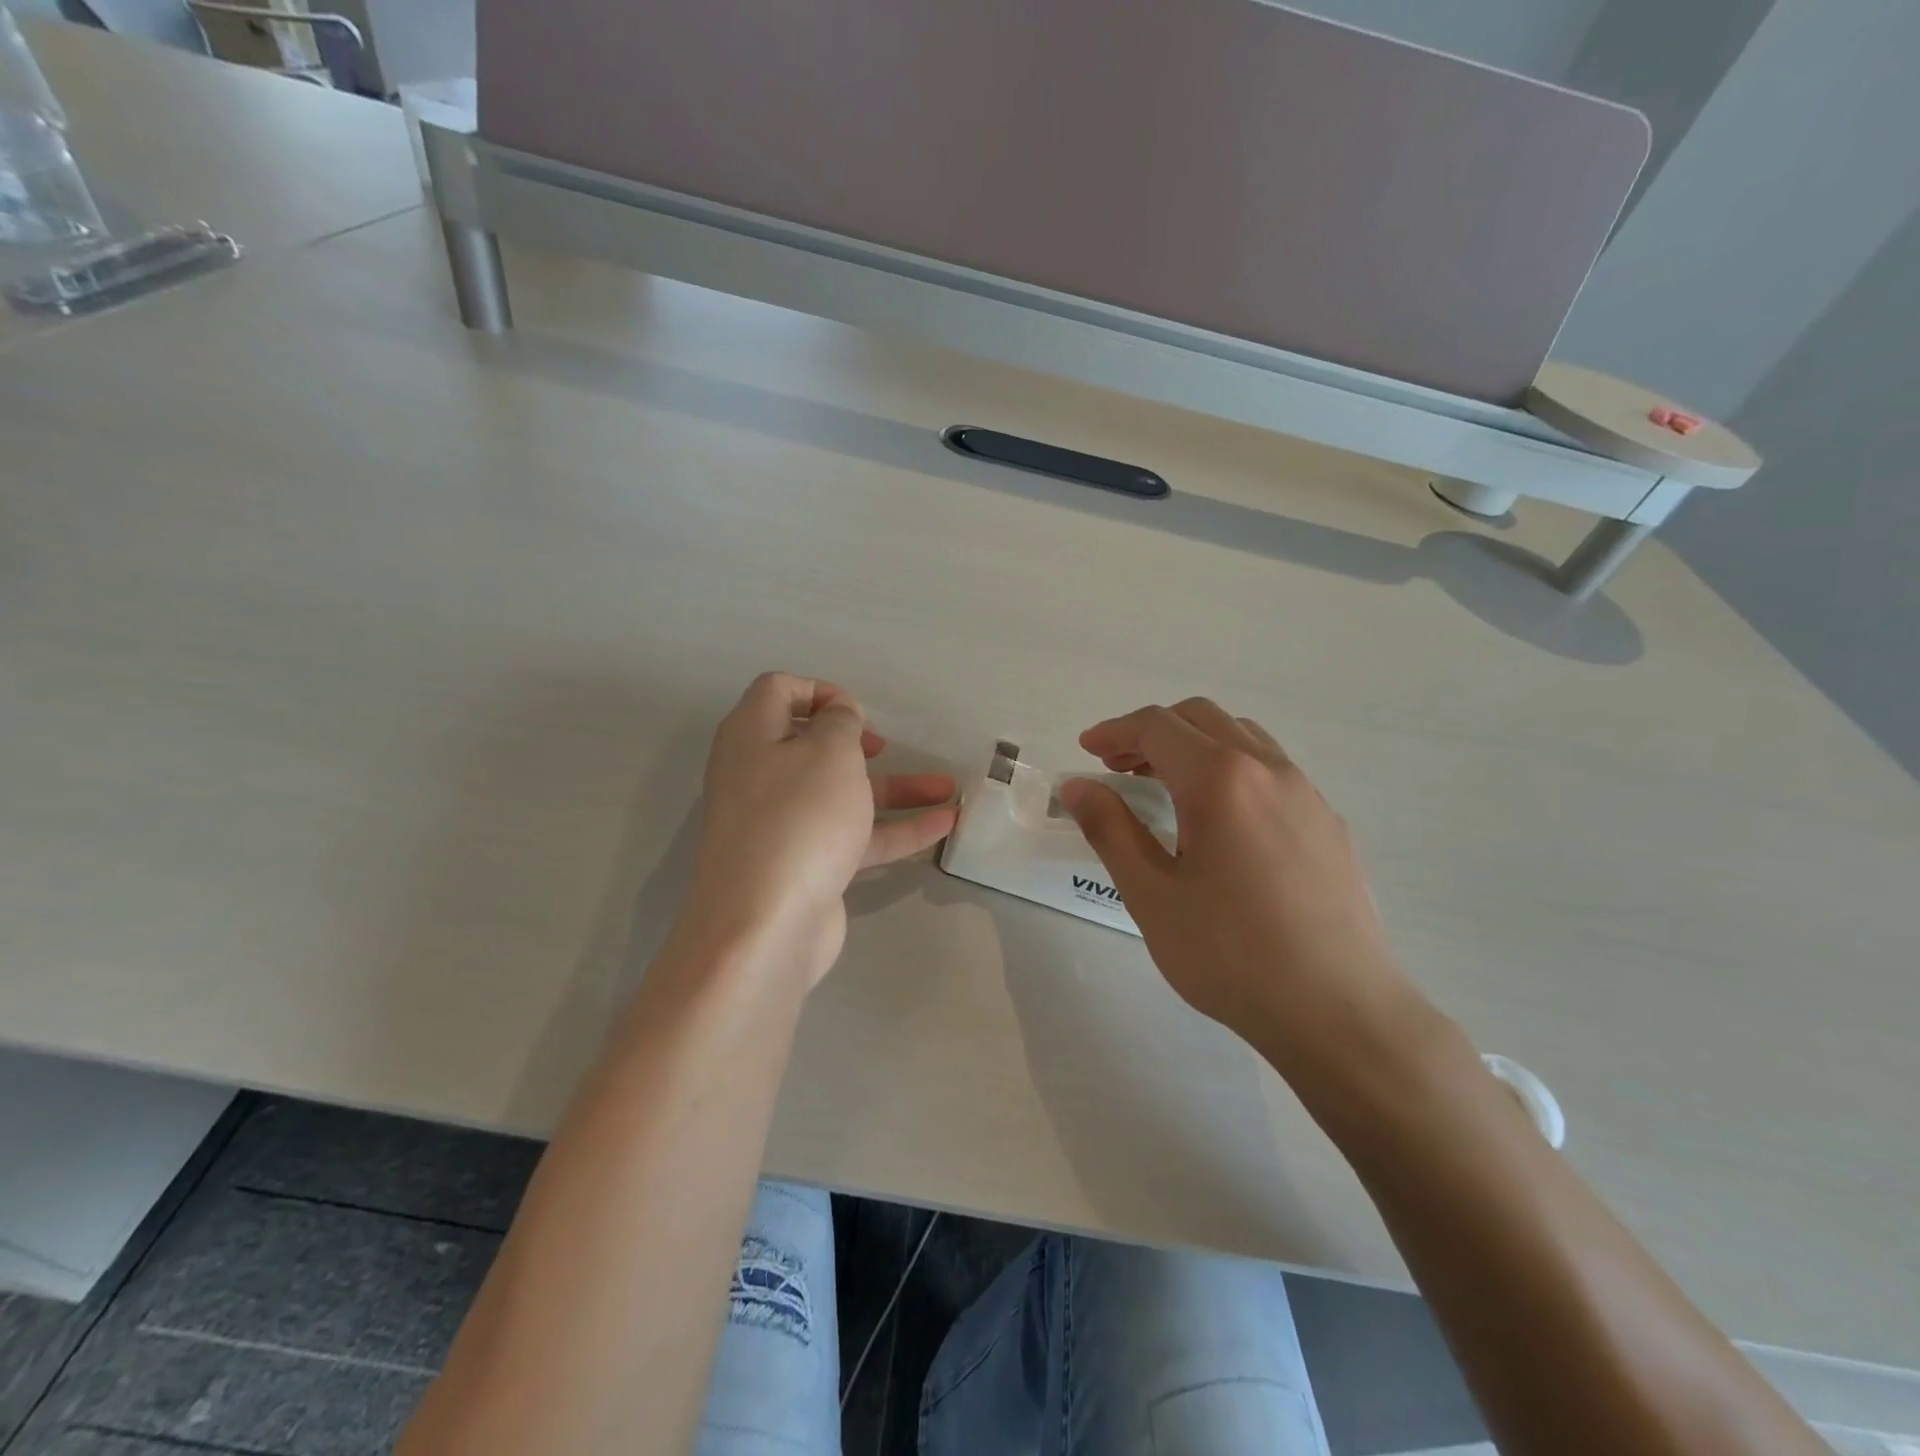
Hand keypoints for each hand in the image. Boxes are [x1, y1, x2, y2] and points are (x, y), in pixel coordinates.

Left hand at [684, 673, 957, 987]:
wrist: (767, 924)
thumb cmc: (798, 818)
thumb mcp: (828, 752)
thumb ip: (840, 722)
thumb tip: (837, 714)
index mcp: (751, 737)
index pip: (777, 691)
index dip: (819, 690)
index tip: (857, 711)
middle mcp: (760, 776)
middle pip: (811, 746)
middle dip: (858, 743)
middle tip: (882, 747)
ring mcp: (782, 825)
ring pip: (842, 794)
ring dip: (894, 788)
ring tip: (948, 787)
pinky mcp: (806, 864)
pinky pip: (853, 835)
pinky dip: (896, 828)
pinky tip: (944, 825)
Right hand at [1059, 699, 1417, 1067]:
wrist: (1340, 1012)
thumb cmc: (1231, 954)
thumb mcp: (1152, 895)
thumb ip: (1110, 830)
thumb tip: (1076, 786)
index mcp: (1220, 779)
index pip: (1157, 726)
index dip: (1114, 731)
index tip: (1086, 751)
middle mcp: (1268, 769)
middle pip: (1201, 718)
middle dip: (1152, 732)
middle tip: (1118, 766)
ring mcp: (1307, 793)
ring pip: (1242, 737)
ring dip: (1194, 745)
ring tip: (1166, 785)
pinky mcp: (1330, 823)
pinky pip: (1273, 770)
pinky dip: (1232, 769)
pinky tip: (1222, 821)